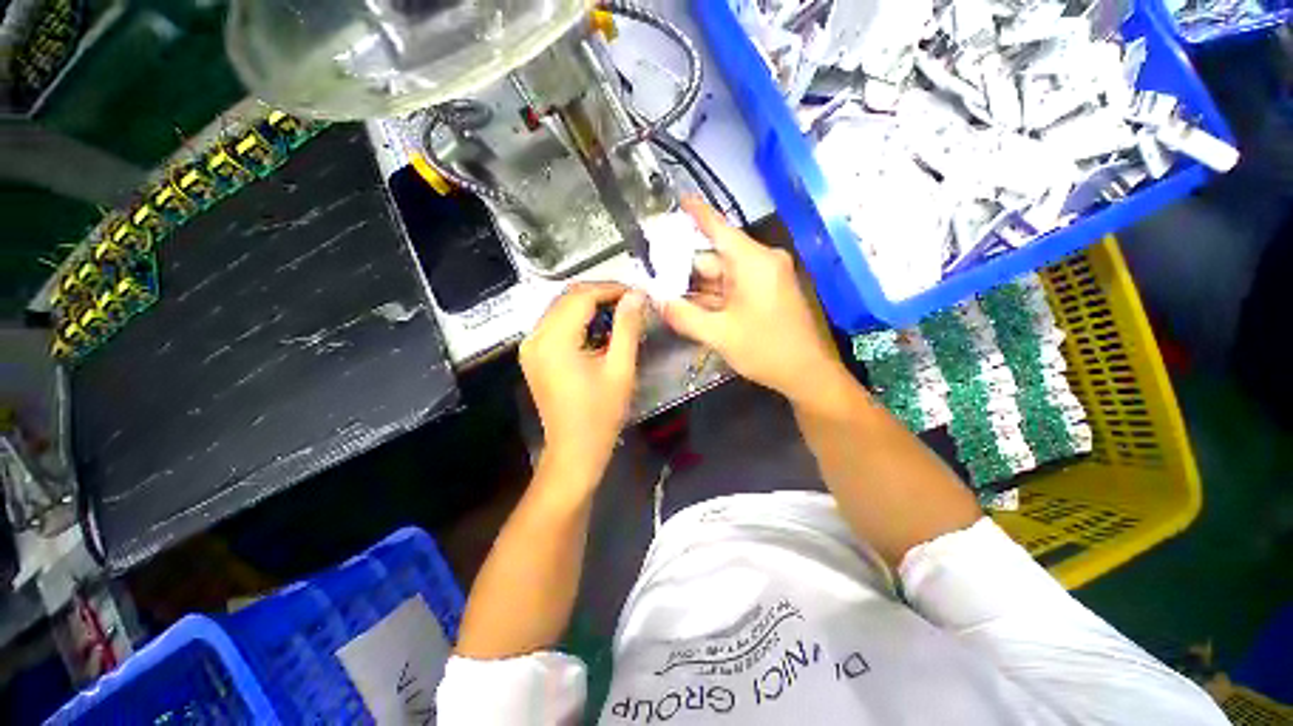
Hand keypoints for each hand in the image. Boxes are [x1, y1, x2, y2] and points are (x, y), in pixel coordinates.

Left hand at [521, 283, 646, 483]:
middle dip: (600, 294)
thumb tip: (636, 295)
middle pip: (567, 298)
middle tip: (630, 302)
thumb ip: (628, 327)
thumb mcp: (620, 368)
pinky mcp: (533, 356)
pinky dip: (577, 319)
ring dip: (588, 305)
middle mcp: (536, 338)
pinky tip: (598, 329)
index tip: (636, 293)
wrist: (574, 449)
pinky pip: (555, 324)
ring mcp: (530, 347)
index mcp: (555, 340)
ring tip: (618, 312)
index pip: (581, 296)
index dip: (610, 289)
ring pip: (560, 308)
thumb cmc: (601, 413)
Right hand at [660, 198, 843, 404]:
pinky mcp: (765, 293)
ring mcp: (764, 278)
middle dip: (684, 267)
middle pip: (714, 257)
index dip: (697, 213)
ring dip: (696, 285)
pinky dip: (712, 295)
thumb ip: (683, 316)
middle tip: (654, 273)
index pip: (719, 228)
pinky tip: (689, 304)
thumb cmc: (766, 350)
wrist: (806, 374)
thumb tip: (656, 301)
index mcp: (753, 262)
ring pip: (721, 274)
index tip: (679, 198)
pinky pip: (732, 287)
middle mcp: (760, 263)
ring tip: (664, 291)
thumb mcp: (719, 335)